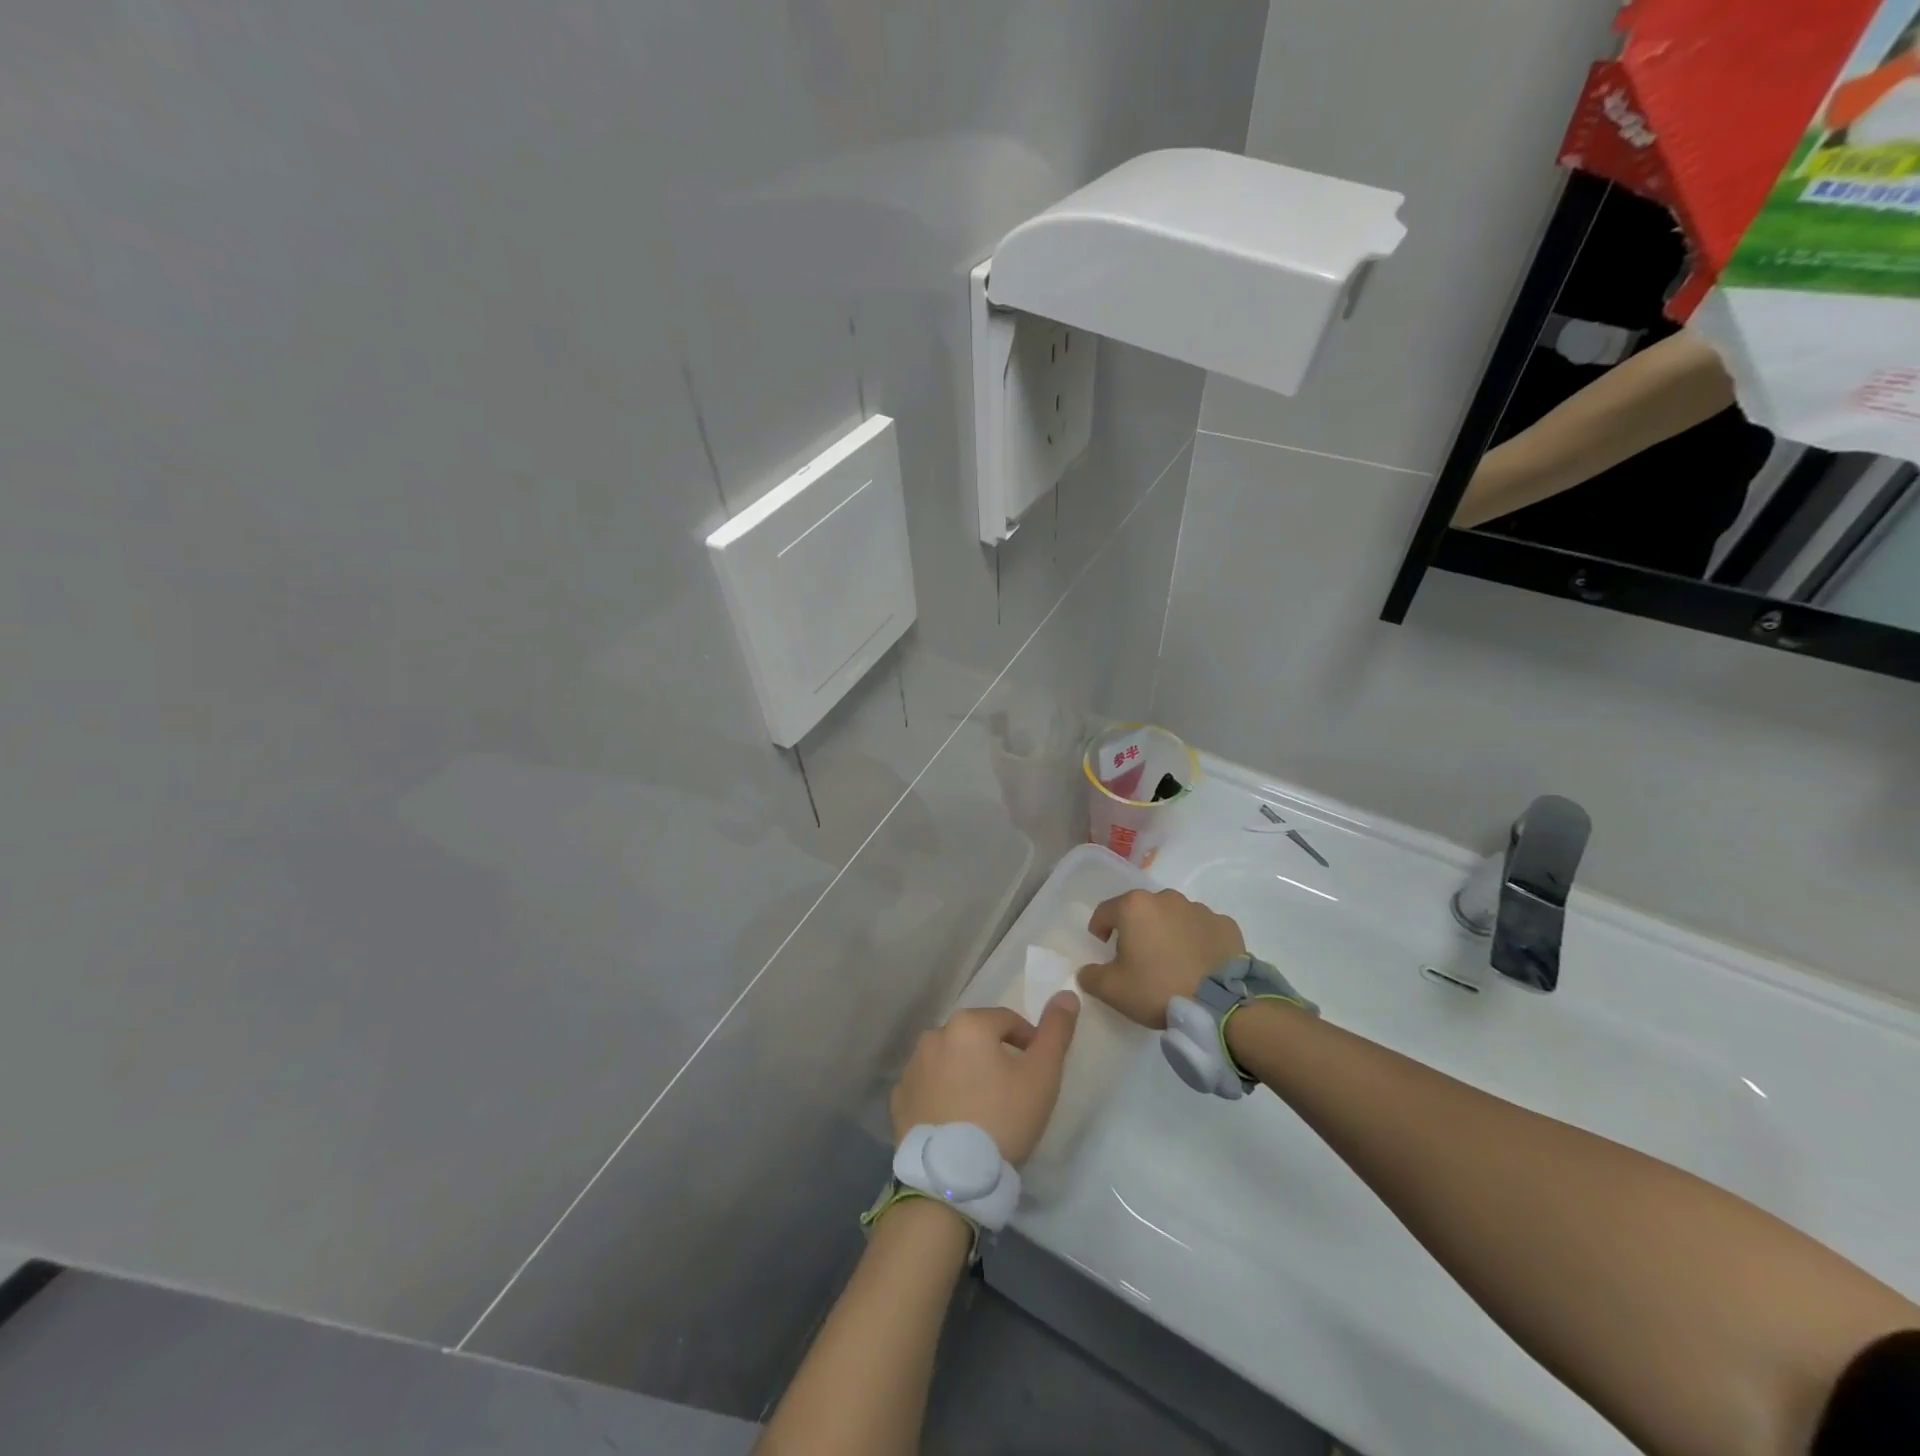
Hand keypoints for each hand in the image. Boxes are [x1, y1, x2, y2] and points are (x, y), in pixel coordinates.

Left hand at [890, 996, 1079, 1166]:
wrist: (952, 1178)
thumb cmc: (1003, 1118)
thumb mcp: (1042, 1075)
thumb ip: (1056, 1031)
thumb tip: (1067, 994)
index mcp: (968, 1024)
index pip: (1007, 1021)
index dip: (1028, 1042)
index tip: (1037, 1072)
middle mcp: (933, 1036)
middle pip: (976, 1039)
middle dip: (994, 1057)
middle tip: (1011, 1092)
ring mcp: (912, 1068)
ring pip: (949, 1061)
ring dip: (966, 1073)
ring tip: (983, 1109)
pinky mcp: (899, 1100)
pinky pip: (927, 1087)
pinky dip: (941, 1095)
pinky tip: (955, 1120)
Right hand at [1078, 888, 1245, 1028]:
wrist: (1221, 1005)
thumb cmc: (1158, 989)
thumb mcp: (1113, 990)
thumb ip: (1091, 976)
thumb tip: (1086, 971)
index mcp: (1135, 907)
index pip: (1105, 911)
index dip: (1099, 928)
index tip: (1103, 947)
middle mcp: (1167, 899)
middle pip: (1142, 911)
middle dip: (1136, 929)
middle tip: (1138, 958)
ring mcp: (1199, 909)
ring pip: (1173, 917)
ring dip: (1167, 932)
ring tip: (1172, 962)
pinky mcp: (1226, 925)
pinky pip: (1202, 928)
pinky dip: (1196, 940)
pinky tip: (1198, 963)